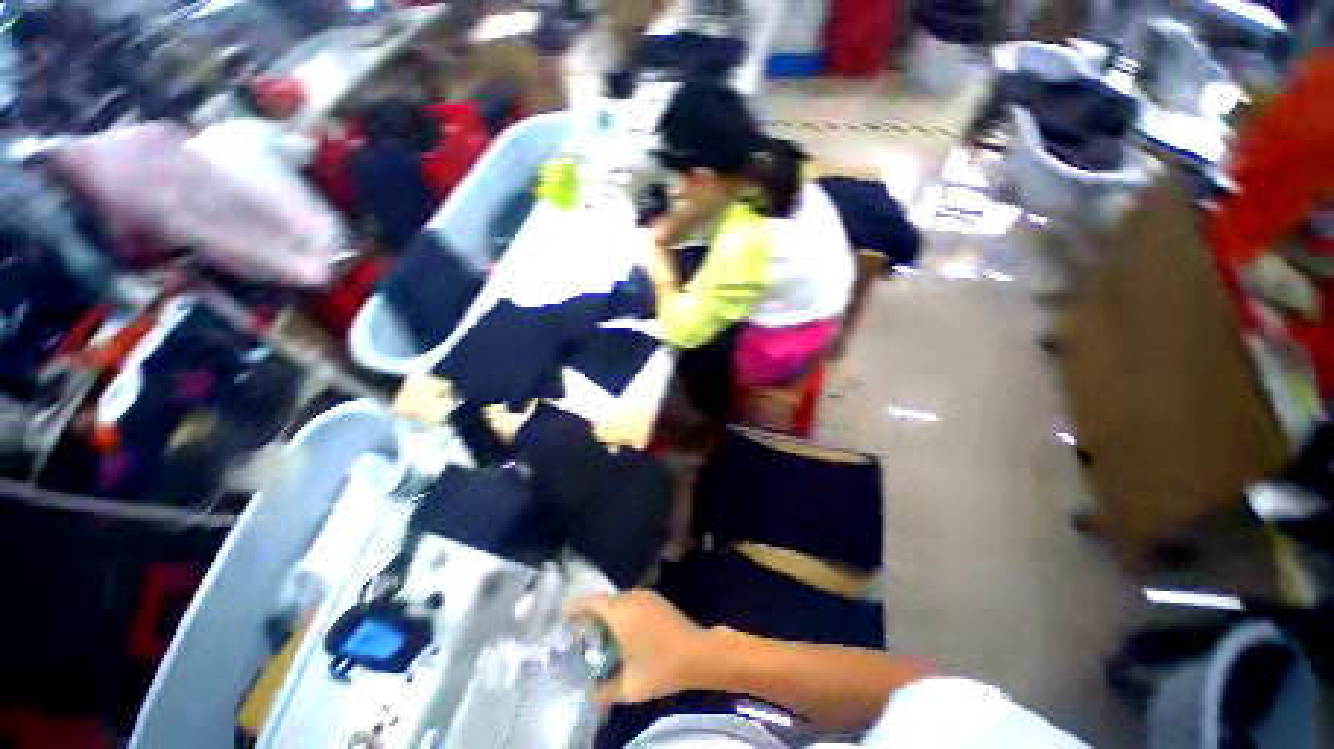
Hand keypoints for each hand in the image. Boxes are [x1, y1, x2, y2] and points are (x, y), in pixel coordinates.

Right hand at [573, 592, 711, 707]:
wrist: (699, 653)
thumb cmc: (661, 667)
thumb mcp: (629, 686)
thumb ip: (605, 691)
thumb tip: (589, 695)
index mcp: (620, 611)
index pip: (591, 601)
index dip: (574, 608)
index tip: (562, 619)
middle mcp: (631, 597)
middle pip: (604, 600)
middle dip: (590, 614)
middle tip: (578, 635)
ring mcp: (647, 596)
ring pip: (618, 601)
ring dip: (607, 614)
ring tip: (598, 636)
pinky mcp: (657, 600)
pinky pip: (631, 602)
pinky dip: (621, 613)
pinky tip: (622, 633)